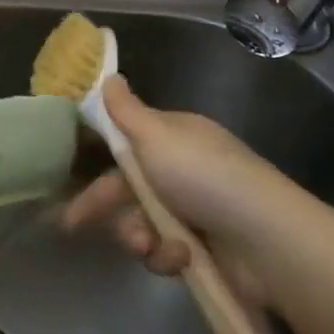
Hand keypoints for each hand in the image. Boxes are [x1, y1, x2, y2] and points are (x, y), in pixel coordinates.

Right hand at [59, 77, 291, 292]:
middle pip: (128, 187)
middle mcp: (183, 170)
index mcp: (174, 137)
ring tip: (148, 243)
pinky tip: (180, 258)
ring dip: (138, 235)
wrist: (266, 241)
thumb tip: (108, 76)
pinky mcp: (203, 251)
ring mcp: (194, 212)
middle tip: (72, 226)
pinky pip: (165, 251)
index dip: (96, 159)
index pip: (126, 144)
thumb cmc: (203, 177)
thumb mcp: (156, 135)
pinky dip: (167, 255)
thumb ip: (125, 111)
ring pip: (142, 222)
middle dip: (106, 207)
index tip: (67, 175)